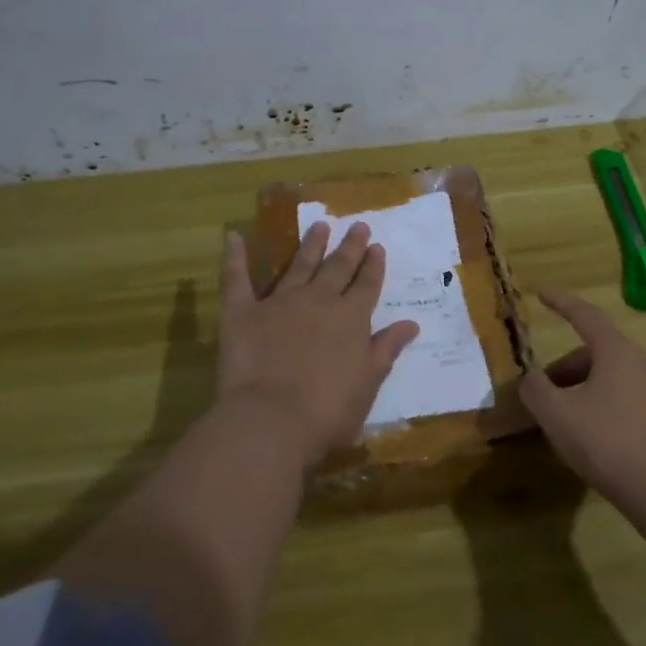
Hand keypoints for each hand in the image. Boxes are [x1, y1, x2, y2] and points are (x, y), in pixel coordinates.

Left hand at [215, 223, 418, 468]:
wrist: (272, 420)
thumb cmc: (327, 413)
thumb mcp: (368, 384)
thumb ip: (386, 350)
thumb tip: (411, 324)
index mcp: (351, 319)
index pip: (367, 286)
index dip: (373, 267)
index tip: (377, 247)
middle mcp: (319, 302)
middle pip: (337, 268)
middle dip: (349, 247)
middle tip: (358, 225)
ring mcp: (280, 302)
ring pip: (299, 265)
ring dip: (310, 245)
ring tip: (319, 225)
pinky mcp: (243, 312)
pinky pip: (237, 279)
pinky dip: (234, 257)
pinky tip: (234, 237)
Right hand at [519, 289, 645, 521]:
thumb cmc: (607, 443)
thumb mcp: (557, 415)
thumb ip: (535, 389)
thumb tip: (531, 379)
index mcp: (617, 352)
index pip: (585, 315)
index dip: (560, 303)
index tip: (542, 293)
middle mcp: (643, 362)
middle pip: (596, 352)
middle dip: (565, 369)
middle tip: (543, 396)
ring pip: (611, 377)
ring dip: (583, 390)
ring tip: (565, 423)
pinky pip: (627, 398)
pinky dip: (603, 406)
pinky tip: (593, 439)